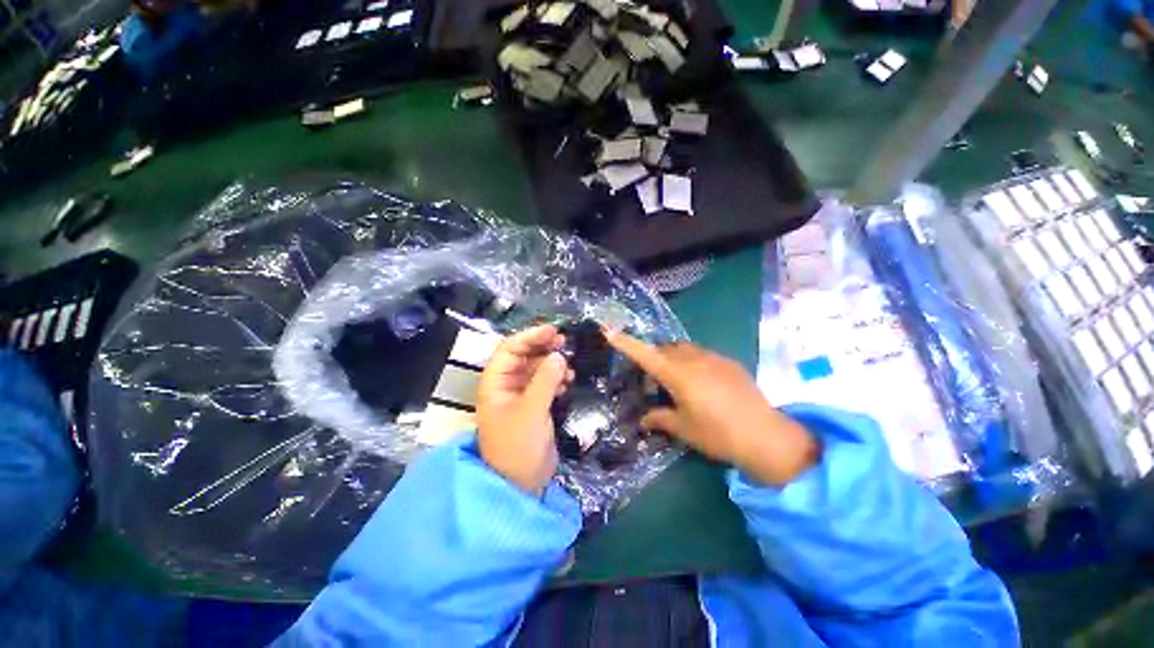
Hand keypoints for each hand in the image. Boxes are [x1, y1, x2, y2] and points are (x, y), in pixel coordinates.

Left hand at [477, 325, 571, 493]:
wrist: (520, 483)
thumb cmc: (518, 447)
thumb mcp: (531, 411)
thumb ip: (545, 381)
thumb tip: (559, 355)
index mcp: (495, 383)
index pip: (509, 349)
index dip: (530, 336)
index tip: (553, 330)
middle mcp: (505, 385)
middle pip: (523, 355)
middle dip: (543, 347)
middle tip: (565, 342)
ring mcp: (520, 395)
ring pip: (536, 368)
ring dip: (552, 364)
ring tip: (569, 367)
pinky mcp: (533, 404)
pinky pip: (545, 382)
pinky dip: (556, 378)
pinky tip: (568, 382)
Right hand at [605, 331, 818, 485]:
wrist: (765, 436)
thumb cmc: (717, 433)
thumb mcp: (684, 428)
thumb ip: (660, 418)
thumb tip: (643, 419)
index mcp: (678, 374)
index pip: (645, 354)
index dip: (626, 343)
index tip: (609, 332)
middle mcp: (693, 359)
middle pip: (665, 349)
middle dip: (654, 358)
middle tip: (653, 384)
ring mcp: (713, 358)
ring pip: (684, 349)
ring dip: (673, 359)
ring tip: (677, 383)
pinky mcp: (729, 362)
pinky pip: (702, 355)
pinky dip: (692, 362)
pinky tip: (701, 384)